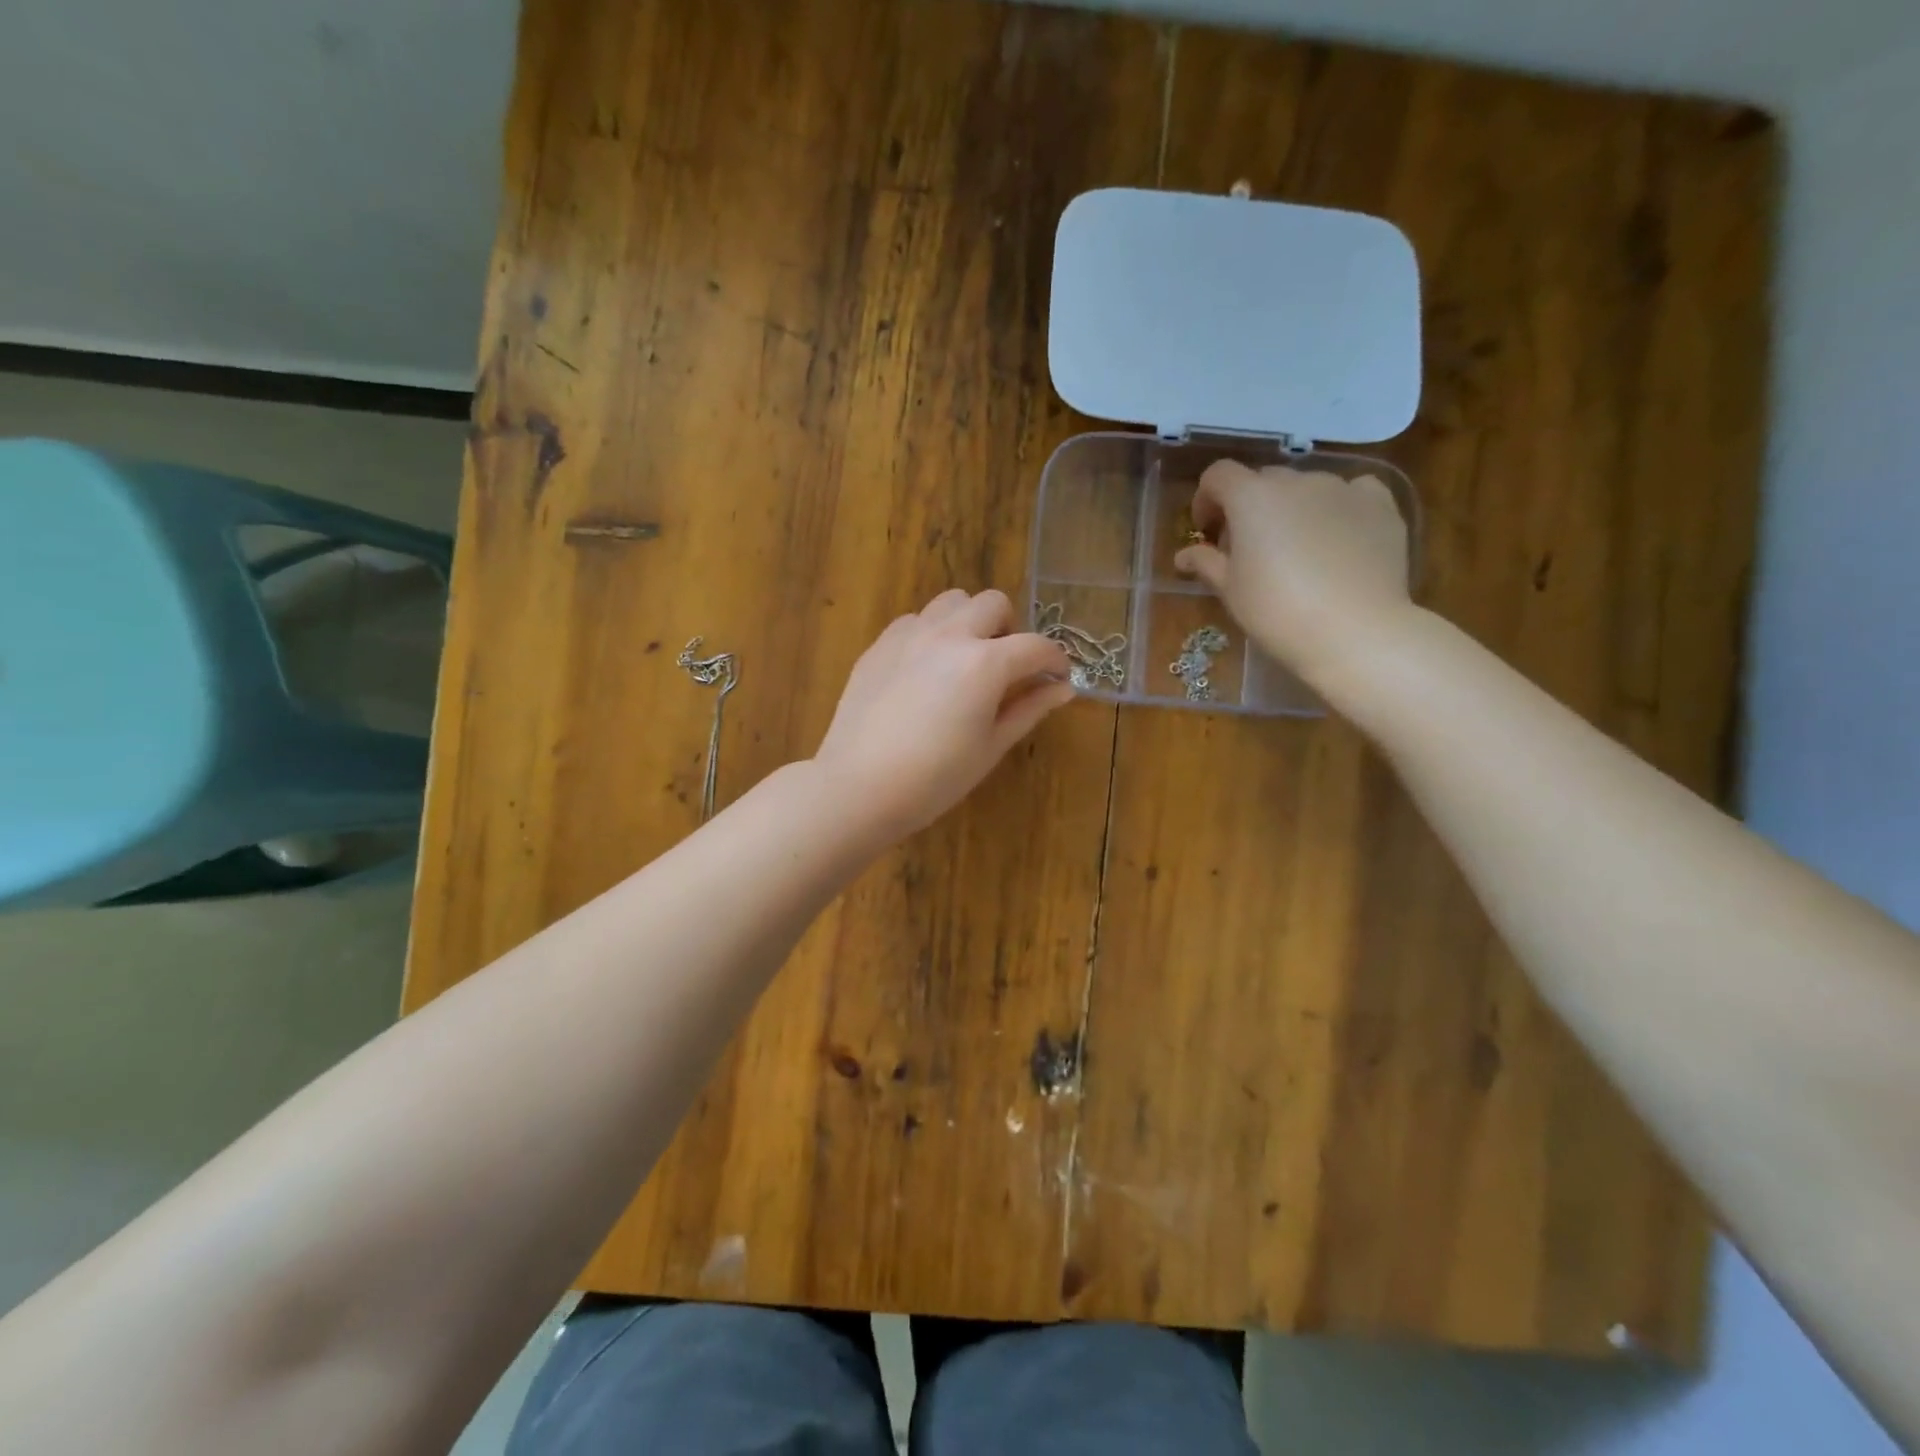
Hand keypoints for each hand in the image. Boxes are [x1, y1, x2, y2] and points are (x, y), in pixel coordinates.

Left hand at [813, 589, 1072, 841]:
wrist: (859, 787)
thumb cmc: (935, 778)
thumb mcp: (991, 747)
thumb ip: (1029, 709)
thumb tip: (1062, 688)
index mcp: (985, 663)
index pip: (1036, 646)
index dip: (1056, 660)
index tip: (1058, 677)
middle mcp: (949, 635)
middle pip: (993, 603)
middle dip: (1010, 629)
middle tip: (1007, 666)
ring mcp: (910, 635)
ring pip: (952, 601)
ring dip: (970, 621)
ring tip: (965, 659)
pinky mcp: (880, 645)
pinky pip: (915, 621)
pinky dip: (932, 633)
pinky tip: (926, 669)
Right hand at [1174, 461, 1414, 689]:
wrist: (1354, 631)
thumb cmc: (1277, 612)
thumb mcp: (1230, 591)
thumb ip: (1205, 563)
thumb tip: (1184, 556)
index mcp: (1252, 498)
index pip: (1218, 476)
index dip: (1206, 499)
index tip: (1207, 532)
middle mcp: (1297, 481)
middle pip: (1263, 481)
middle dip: (1249, 507)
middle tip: (1248, 548)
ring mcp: (1343, 489)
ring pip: (1307, 487)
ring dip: (1293, 508)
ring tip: (1297, 549)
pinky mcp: (1380, 505)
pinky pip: (1352, 493)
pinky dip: (1338, 508)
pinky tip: (1339, 538)